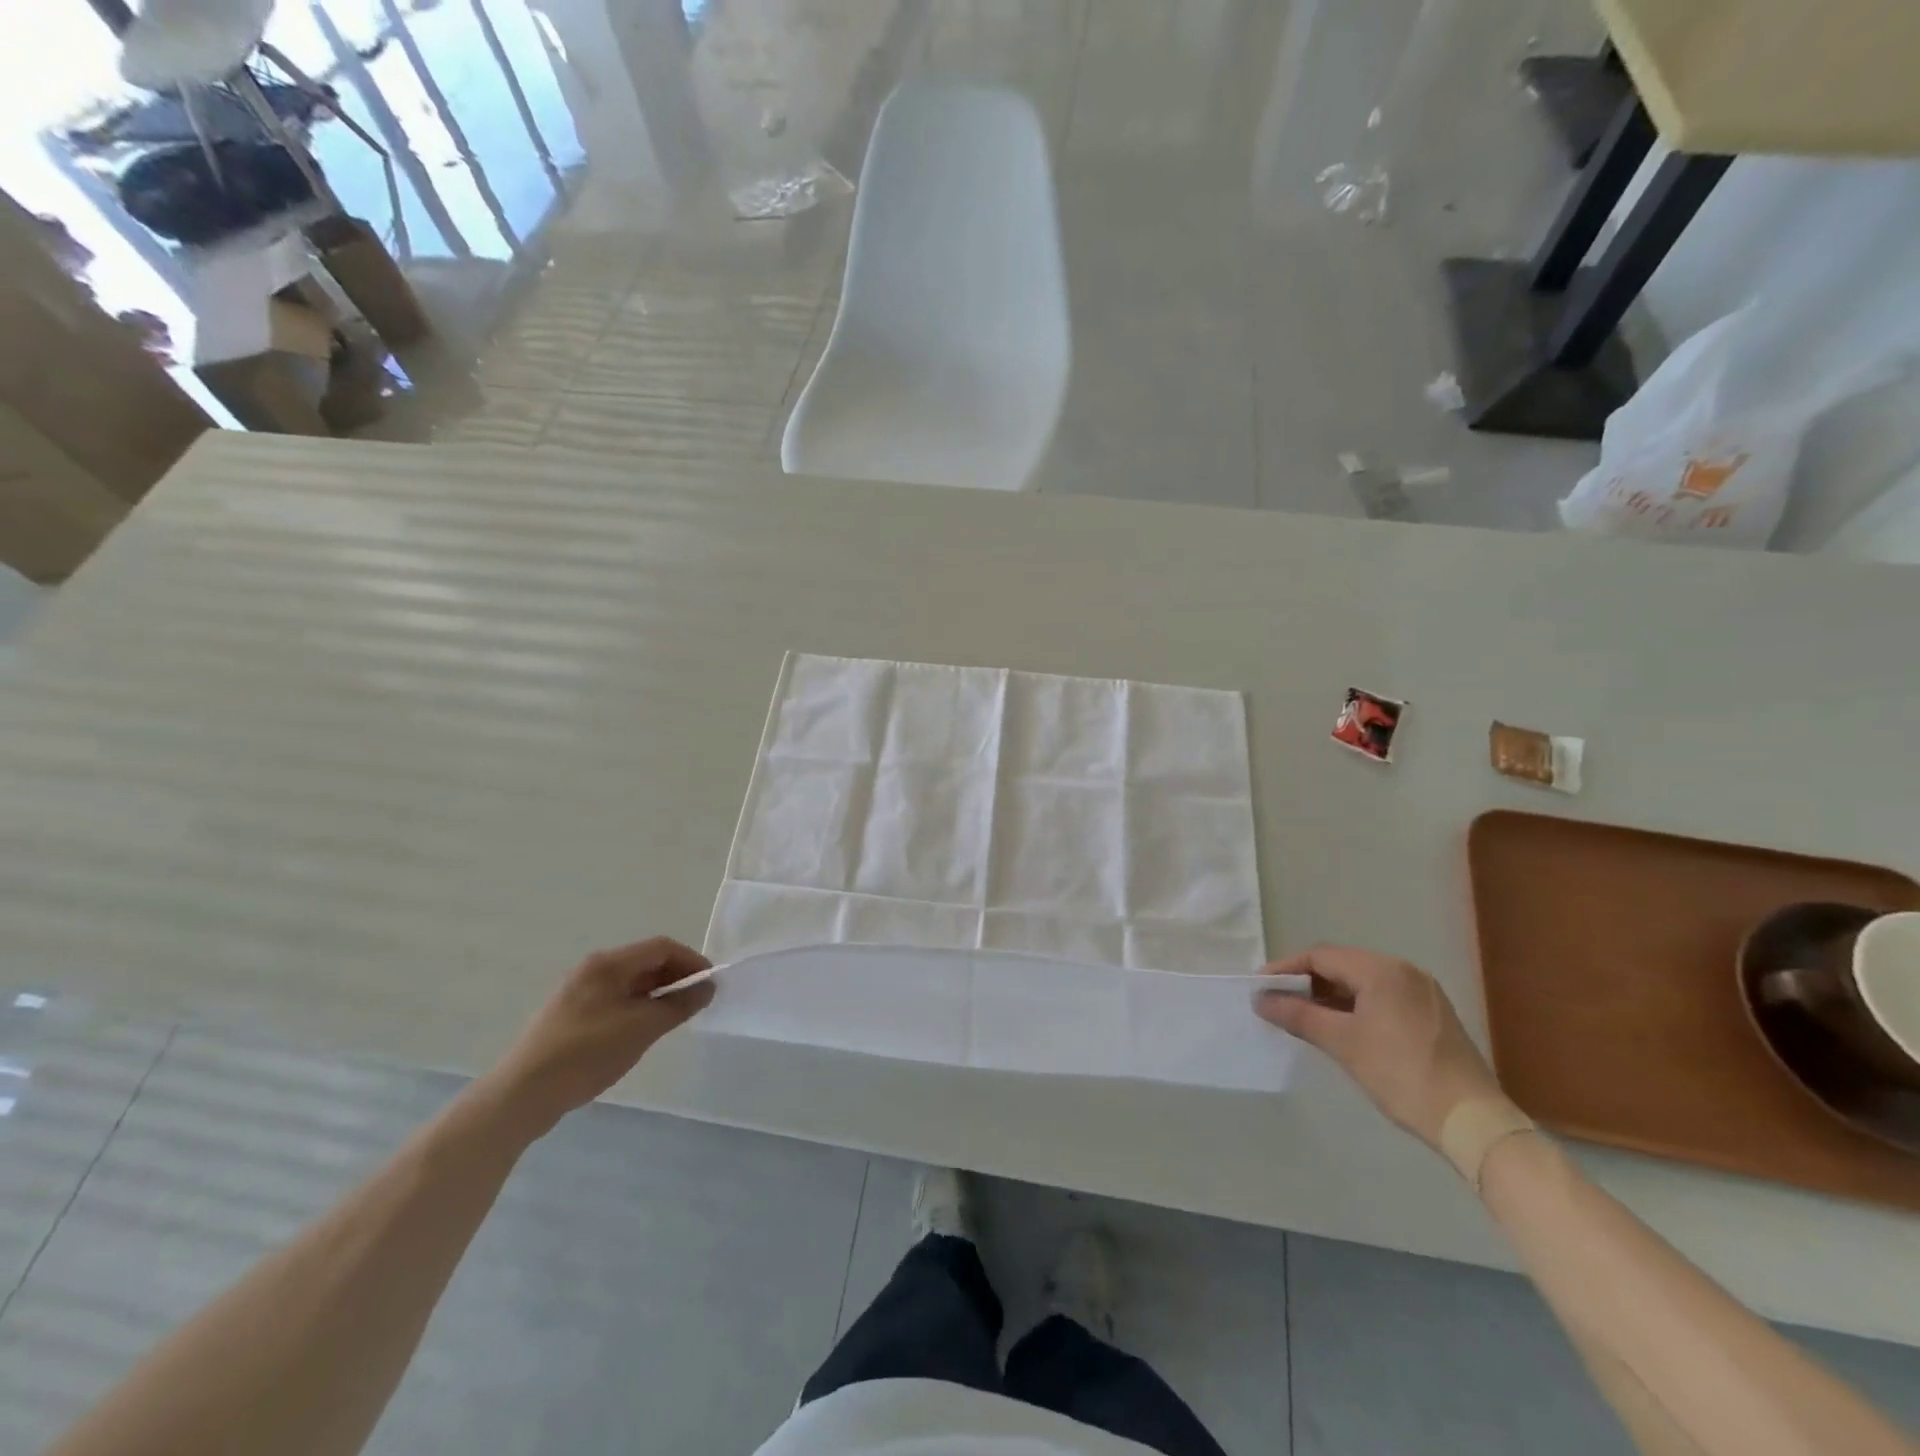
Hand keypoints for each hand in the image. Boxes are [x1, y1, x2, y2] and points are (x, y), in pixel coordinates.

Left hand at [488, 938, 714, 1133]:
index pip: (661, 947)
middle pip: (645, 962)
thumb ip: (679, 1005)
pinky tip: (641, 1033)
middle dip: (675, 978)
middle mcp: (592, 970)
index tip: (710, 985)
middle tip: (696, 1003)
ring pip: (629, 983)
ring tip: (673, 1020)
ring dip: (657, 994)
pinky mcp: (569, 1016)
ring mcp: (577, 992)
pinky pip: (614, 1000)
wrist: (522, 1095)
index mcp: (608, 964)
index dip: (691, 961)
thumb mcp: (642, 1028)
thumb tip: (707, 987)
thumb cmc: (587, 1053)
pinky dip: (636, 1008)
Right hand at [1254, 945, 1502, 1147]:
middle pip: (1342, 965)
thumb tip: (1261, 999)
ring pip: (1363, 982)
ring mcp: (1423, 992)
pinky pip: (1382, 997)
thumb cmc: (1401, 1074)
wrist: (1473, 1122)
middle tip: (1277, 1001)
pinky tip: (1339, 1026)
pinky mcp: (1432, 1014)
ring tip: (1302, 1015)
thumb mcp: (1343, 1043)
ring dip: (1330, 995)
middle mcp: (1404, 971)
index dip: (1286, 969)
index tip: (1259, 987)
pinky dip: (1355, 1006)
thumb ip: (1298, 1015)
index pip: (1321, 956)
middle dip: (1307, 982)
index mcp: (1383, 970)